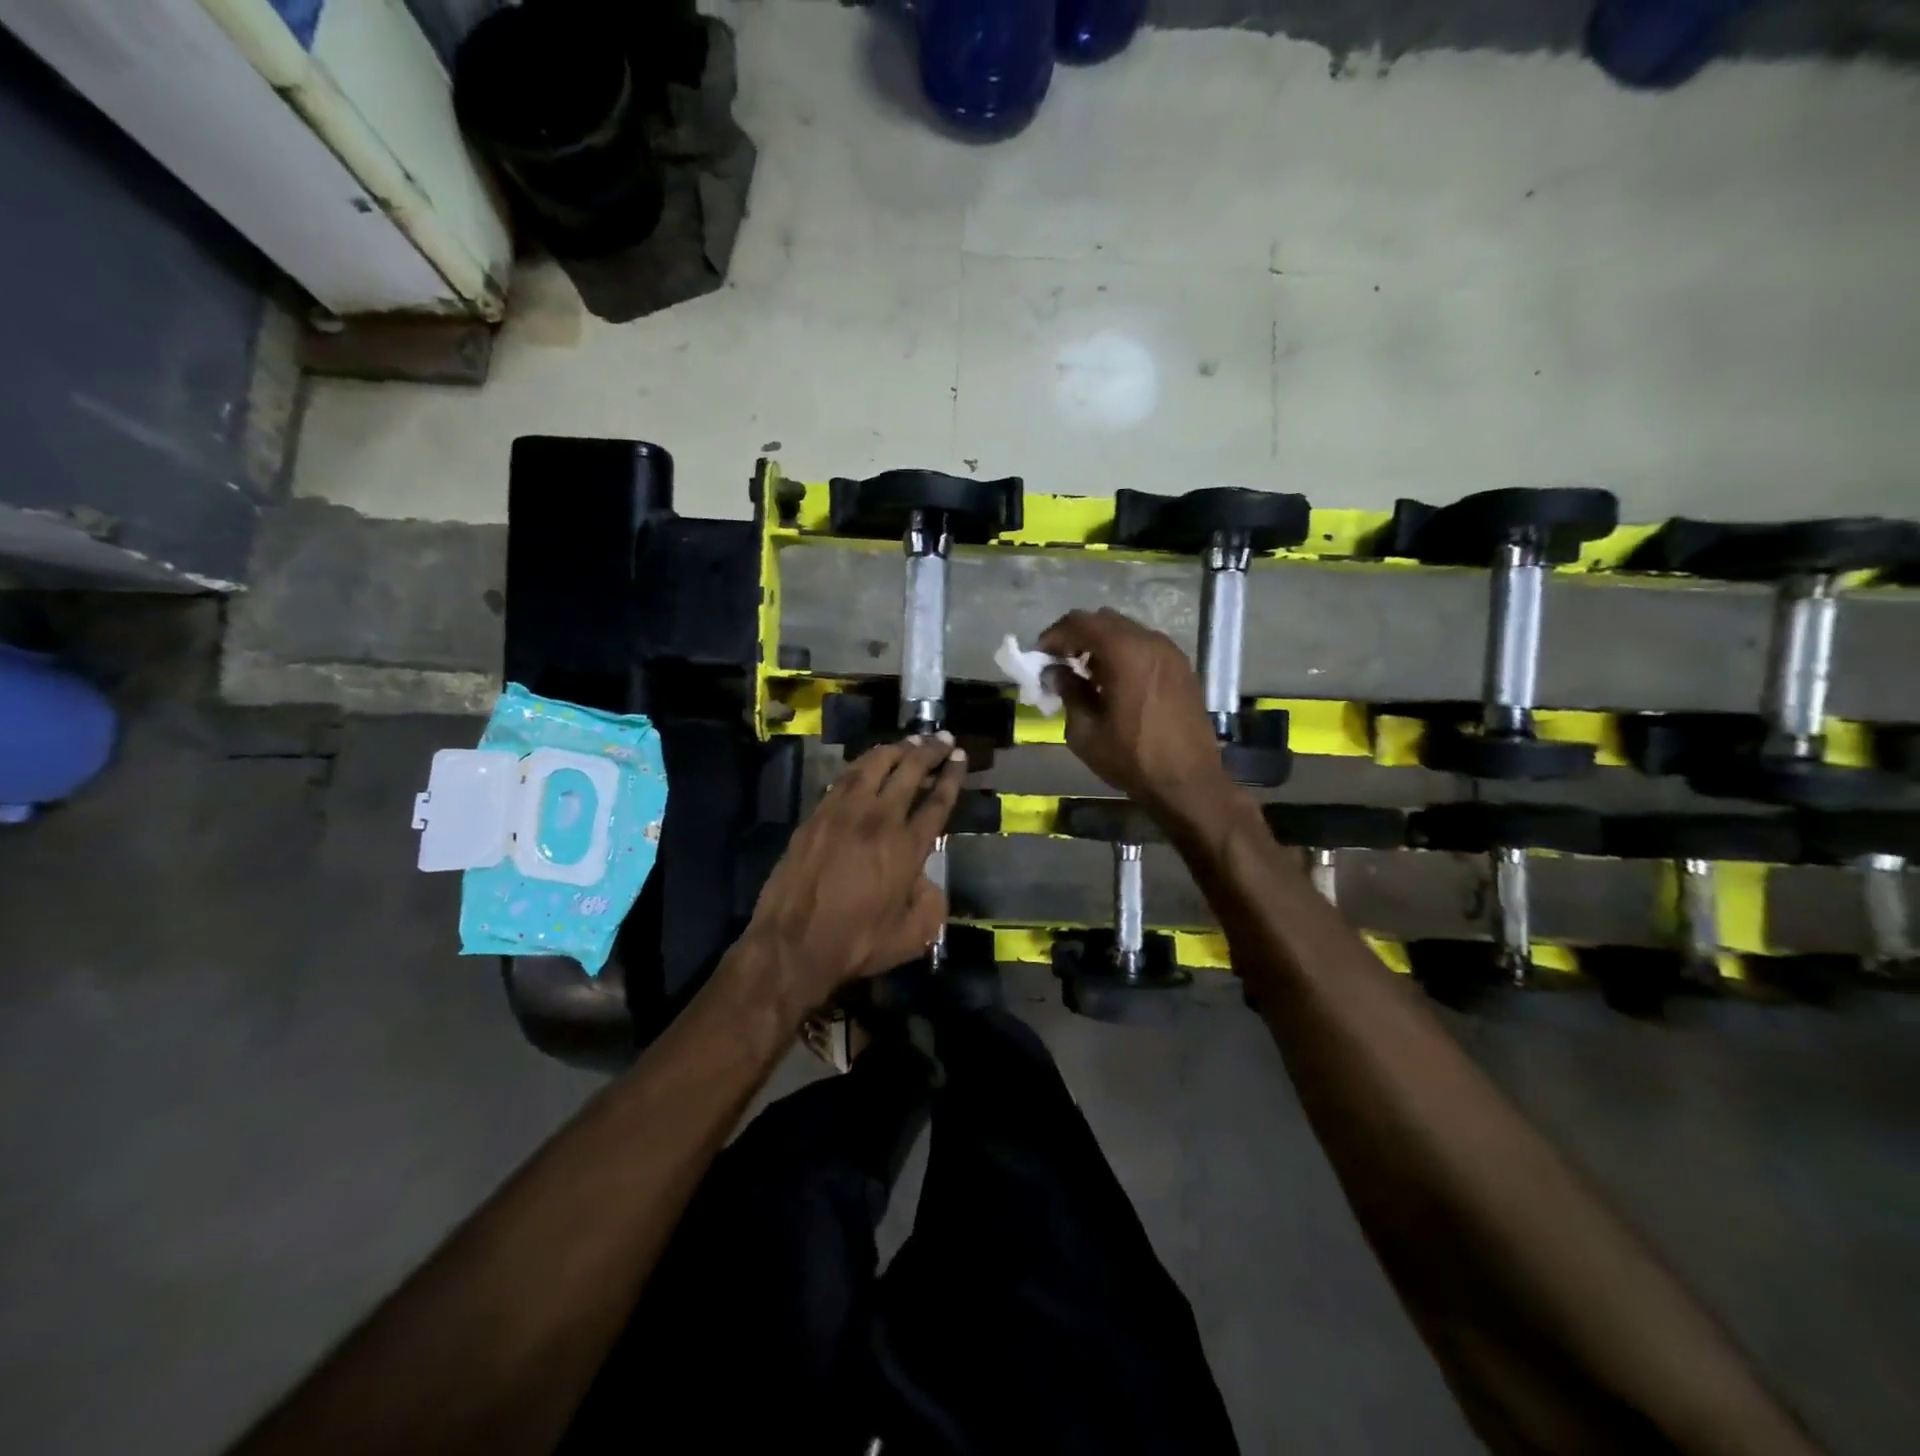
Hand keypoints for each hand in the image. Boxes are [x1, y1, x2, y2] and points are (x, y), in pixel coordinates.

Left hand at [744, 736, 963, 1006]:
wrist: (793, 944)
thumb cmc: (856, 943)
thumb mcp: (913, 936)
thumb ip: (931, 904)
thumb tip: (927, 881)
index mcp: (907, 847)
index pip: (937, 801)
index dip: (952, 776)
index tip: (960, 756)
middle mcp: (879, 819)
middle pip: (909, 771)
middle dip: (930, 751)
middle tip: (942, 738)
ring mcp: (843, 812)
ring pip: (874, 765)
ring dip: (896, 749)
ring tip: (910, 741)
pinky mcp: (816, 815)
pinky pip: (844, 777)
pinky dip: (863, 763)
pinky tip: (869, 761)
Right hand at [1039, 607, 1235, 832]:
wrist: (1189, 783)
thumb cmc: (1132, 759)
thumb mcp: (1086, 732)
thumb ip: (1068, 692)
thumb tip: (1055, 672)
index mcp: (1125, 652)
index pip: (1080, 623)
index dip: (1054, 635)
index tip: (1039, 657)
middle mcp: (1151, 642)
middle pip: (1104, 621)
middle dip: (1077, 638)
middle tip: (1059, 664)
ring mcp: (1171, 653)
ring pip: (1126, 632)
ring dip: (1101, 645)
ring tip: (1085, 675)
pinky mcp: (1182, 668)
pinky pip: (1145, 647)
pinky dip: (1123, 654)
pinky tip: (1114, 684)